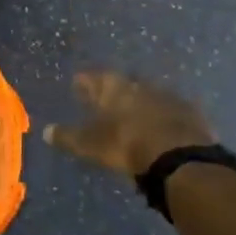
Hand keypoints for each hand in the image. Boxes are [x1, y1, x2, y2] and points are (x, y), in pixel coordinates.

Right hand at [44, 70, 214, 178]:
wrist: (179, 156)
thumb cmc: (126, 144)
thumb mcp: (90, 144)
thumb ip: (68, 137)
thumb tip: (45, 131)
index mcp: (112, 87)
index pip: (92, 78)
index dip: (84, 81)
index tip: (77, 83)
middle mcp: (138, 84)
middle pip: (122, 82)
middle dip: (114, 89)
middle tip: (106, 97)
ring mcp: (167, 95)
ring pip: (148, 93)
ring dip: (140, 100)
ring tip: (134, 112)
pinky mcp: (190, 111)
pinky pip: (172, 109)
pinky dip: (164, 114)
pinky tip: (163, 124)